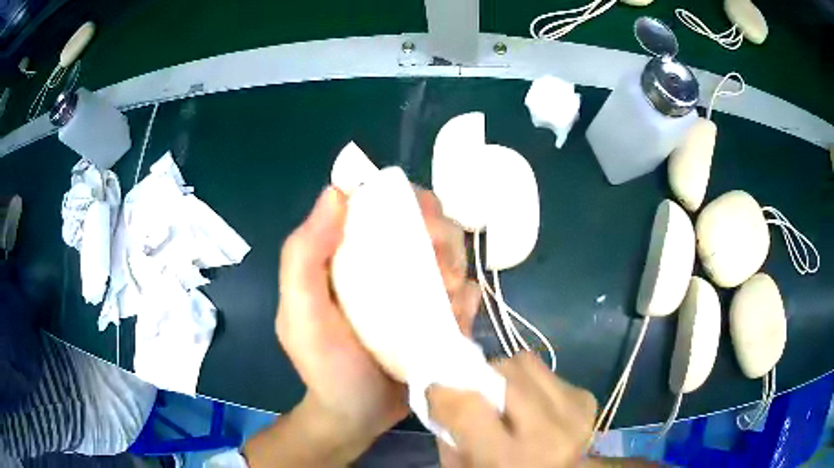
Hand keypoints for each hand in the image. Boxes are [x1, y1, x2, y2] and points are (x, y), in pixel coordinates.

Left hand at [275, 186, 480, 458]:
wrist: (357, 417)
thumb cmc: (324, 366)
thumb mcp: (300, 312)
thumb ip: (303, 255)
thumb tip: (336, 192)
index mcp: (351, 253)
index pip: (384, 204)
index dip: (407, 200)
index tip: (420, 220)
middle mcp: (387, 264)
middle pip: (429, 225)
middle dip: (441, 238)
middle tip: (438, 269)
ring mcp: (418, 292)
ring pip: (454, 256)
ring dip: (457, 270)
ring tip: (446, 300)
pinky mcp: (442, 317)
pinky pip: (468, 295)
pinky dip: (467, 300)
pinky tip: (455, 320)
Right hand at [429, 353, 597, 467]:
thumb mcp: (463, 467)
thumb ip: (449, 431)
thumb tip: (442, 389)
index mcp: (510, 460)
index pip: (468, 406)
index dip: (443, 391)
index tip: (435, 390)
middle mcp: (549, 432)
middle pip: (502, 373)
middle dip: (479, 378)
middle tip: (472, 392)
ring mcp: (574, 412)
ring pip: (526, 361)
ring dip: (507, 376)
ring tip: (506, 399)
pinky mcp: (587, 399)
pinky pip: (548, 371)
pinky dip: (531, 382)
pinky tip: (532, 405)